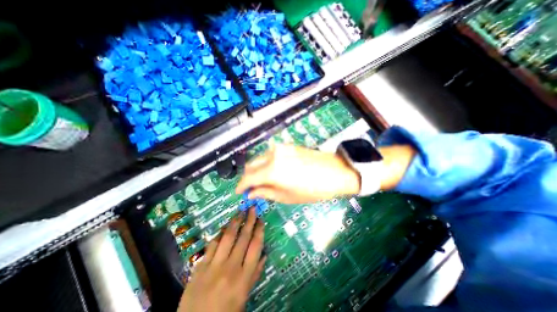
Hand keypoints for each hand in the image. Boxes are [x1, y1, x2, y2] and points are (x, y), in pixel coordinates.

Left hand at [178, 208, 264, 311]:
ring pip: (227, 237)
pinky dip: (219, 233)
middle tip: (252, 208)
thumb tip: (264, 254)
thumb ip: (255, 274)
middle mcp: (231, 268)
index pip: (255, 247)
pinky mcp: (200, 266)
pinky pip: (212, 244)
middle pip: (243, 238)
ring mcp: (214, 266)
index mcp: (244, 277)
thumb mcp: (244, 297)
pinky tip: (224, 227)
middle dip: (249, 220)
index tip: (261, 220)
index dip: (259, 230)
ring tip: (239, 212)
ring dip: (234, 222)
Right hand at [235, 144, 361, 203]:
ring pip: (259, 158)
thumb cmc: (312, 189)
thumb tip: (251, 193)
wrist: (335, 172)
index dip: (241, 186)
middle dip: (248, 177)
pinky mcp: (287, 146)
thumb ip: (265, 193)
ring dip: (257, 170)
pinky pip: (269, 155)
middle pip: (251, 165)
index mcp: (271, 170)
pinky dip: (266, 164)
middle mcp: (272, 155)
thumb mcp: (287, 196)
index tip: (239, 193)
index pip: (248, 178)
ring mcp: (280, 148)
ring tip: (263, 181)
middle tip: (251, 188)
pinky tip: (272, 171)